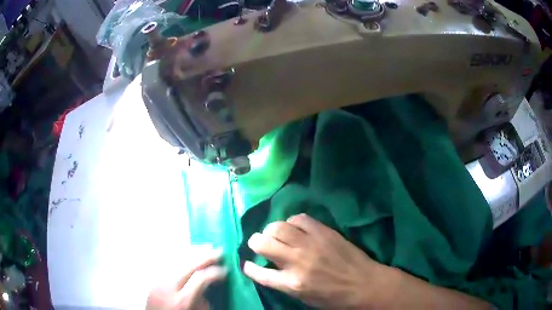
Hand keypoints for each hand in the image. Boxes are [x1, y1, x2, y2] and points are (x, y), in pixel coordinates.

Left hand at [146, 246, 226, 309]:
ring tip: (206, 248)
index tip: (226, 270)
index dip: (215, 272)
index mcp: (183, 300)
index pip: (201, 278)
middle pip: (188, 264)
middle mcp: (169, 287)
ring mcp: (159, 280)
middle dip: (206, 256)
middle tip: (220, 252)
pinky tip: (189, 253)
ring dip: (193, 252)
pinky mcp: (154, 278)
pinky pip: (169, 262)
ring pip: (176, 259)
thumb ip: (203, 300)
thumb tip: (208, 286)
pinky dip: (181, 255)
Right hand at [243, 214, 390, 307]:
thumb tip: (270, 268)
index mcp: (292, 284)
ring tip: (276, 235)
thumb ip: (284, 283)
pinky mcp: (324, 232)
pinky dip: (292, 222)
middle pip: (262, 243)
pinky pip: (299, 218)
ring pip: (277, 226)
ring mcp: (311, 244)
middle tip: (260, 245)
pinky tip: (296, 229)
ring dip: (271, 230)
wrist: (364, 284)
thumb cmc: (334, 297)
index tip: (247, 264)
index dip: (248, 268)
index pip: (259, 273)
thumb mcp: (304, 298)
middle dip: (255, 242)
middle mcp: (297, 261)